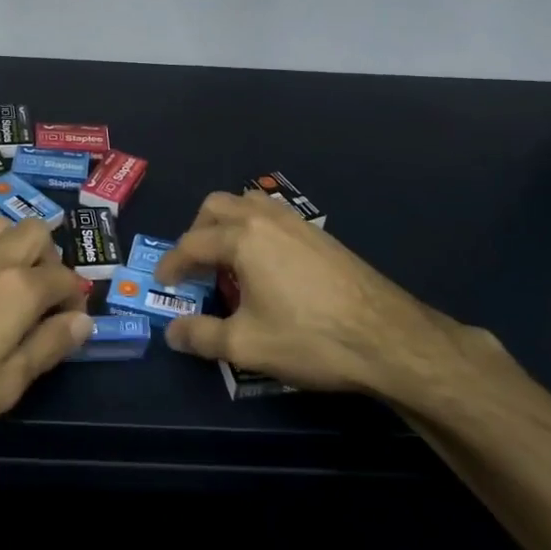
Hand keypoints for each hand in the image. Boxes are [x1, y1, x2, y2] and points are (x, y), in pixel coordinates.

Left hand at [0, 217, 91, 444]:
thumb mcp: (4, 385)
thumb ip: (48, 348)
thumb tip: (83, 321)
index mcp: (21, 289)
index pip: (66, 279)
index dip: (75, 299)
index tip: (69, 322)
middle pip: (36, 232)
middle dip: (50, 257)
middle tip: (42, 294)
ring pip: (0, 223)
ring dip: (14, 242)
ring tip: (9, 276)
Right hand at [156, 191, 491, 411]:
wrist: (388, 338)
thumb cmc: (310, 338)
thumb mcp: (247, 345)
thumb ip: (202, 336)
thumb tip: (172, 332)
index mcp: (242, 237)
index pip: (192, 243)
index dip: (171, 264)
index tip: (162, 284)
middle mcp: (266, 218)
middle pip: (216, 206)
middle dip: (196, 232)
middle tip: (194, 267)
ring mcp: (297, 222)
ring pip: (247, 203)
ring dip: (226, 224)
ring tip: (226, 260)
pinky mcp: (320, 235)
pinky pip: (272, 216)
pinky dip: (253, 229)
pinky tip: (265, 266)